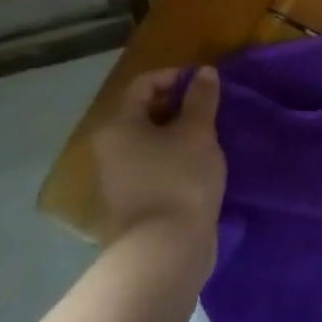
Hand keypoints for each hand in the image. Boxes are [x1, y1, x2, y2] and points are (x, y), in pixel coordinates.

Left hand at [90, 67, 226, 250]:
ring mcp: (118, 177)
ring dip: (178, 133)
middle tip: (210, 110)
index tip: (205, 85)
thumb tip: (203, 72)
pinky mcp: (132, 200)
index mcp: (119, 124)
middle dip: (178, 105)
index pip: (144, 84)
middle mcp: (110, 147)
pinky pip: (153, 165)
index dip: (175, 77)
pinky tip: (199, 165)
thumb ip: (201, 98)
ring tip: (209, 137)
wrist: (167, 249)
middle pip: (144, 112)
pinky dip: (174, 157)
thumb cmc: (181, 179)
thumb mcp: (198, 132)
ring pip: (150, 140)